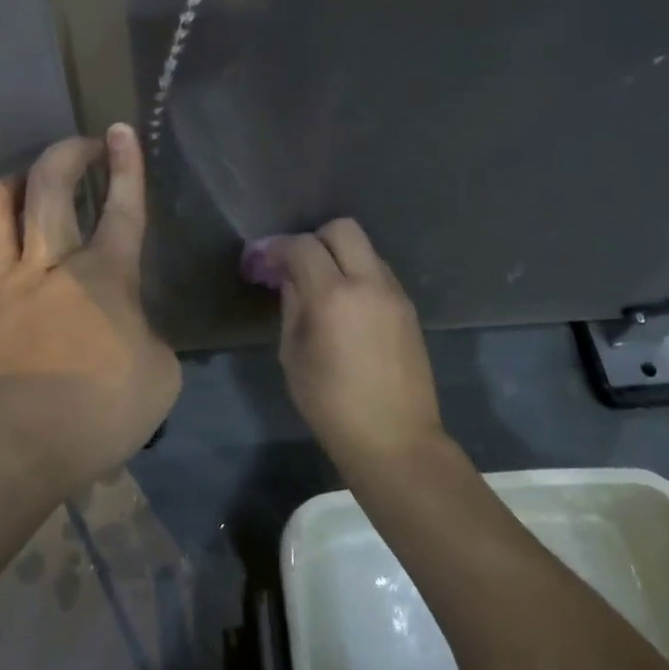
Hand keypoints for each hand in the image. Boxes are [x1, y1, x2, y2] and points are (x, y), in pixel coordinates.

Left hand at [0, 124, 179, 492]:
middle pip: (52, 186)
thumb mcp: (156, 380)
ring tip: (27, 180)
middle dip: (68, 154)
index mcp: (104, 276)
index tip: (121, 131)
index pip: (123, 209)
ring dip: (16, 182)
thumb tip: (131, 329)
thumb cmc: (90, 414)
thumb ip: (149, 340)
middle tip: (80, 144)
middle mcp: (49, 262)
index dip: (127, 167)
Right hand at [244, 219, 443, 472]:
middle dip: (313, 239)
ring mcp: (394, 293)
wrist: (396, 440)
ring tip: (320, 287)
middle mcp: (369, 283)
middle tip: (295, 266)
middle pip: (342, 229)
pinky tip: (345, 305)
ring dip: (338, 256)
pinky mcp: (408, 308)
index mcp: (334, 296)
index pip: (302, 246)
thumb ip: (292, 306)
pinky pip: (378, 272)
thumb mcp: (294, 356)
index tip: (260, 262)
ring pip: (365, 248)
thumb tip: (289, 278)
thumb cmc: (331, 406)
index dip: (276, 247)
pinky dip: (357, 275)